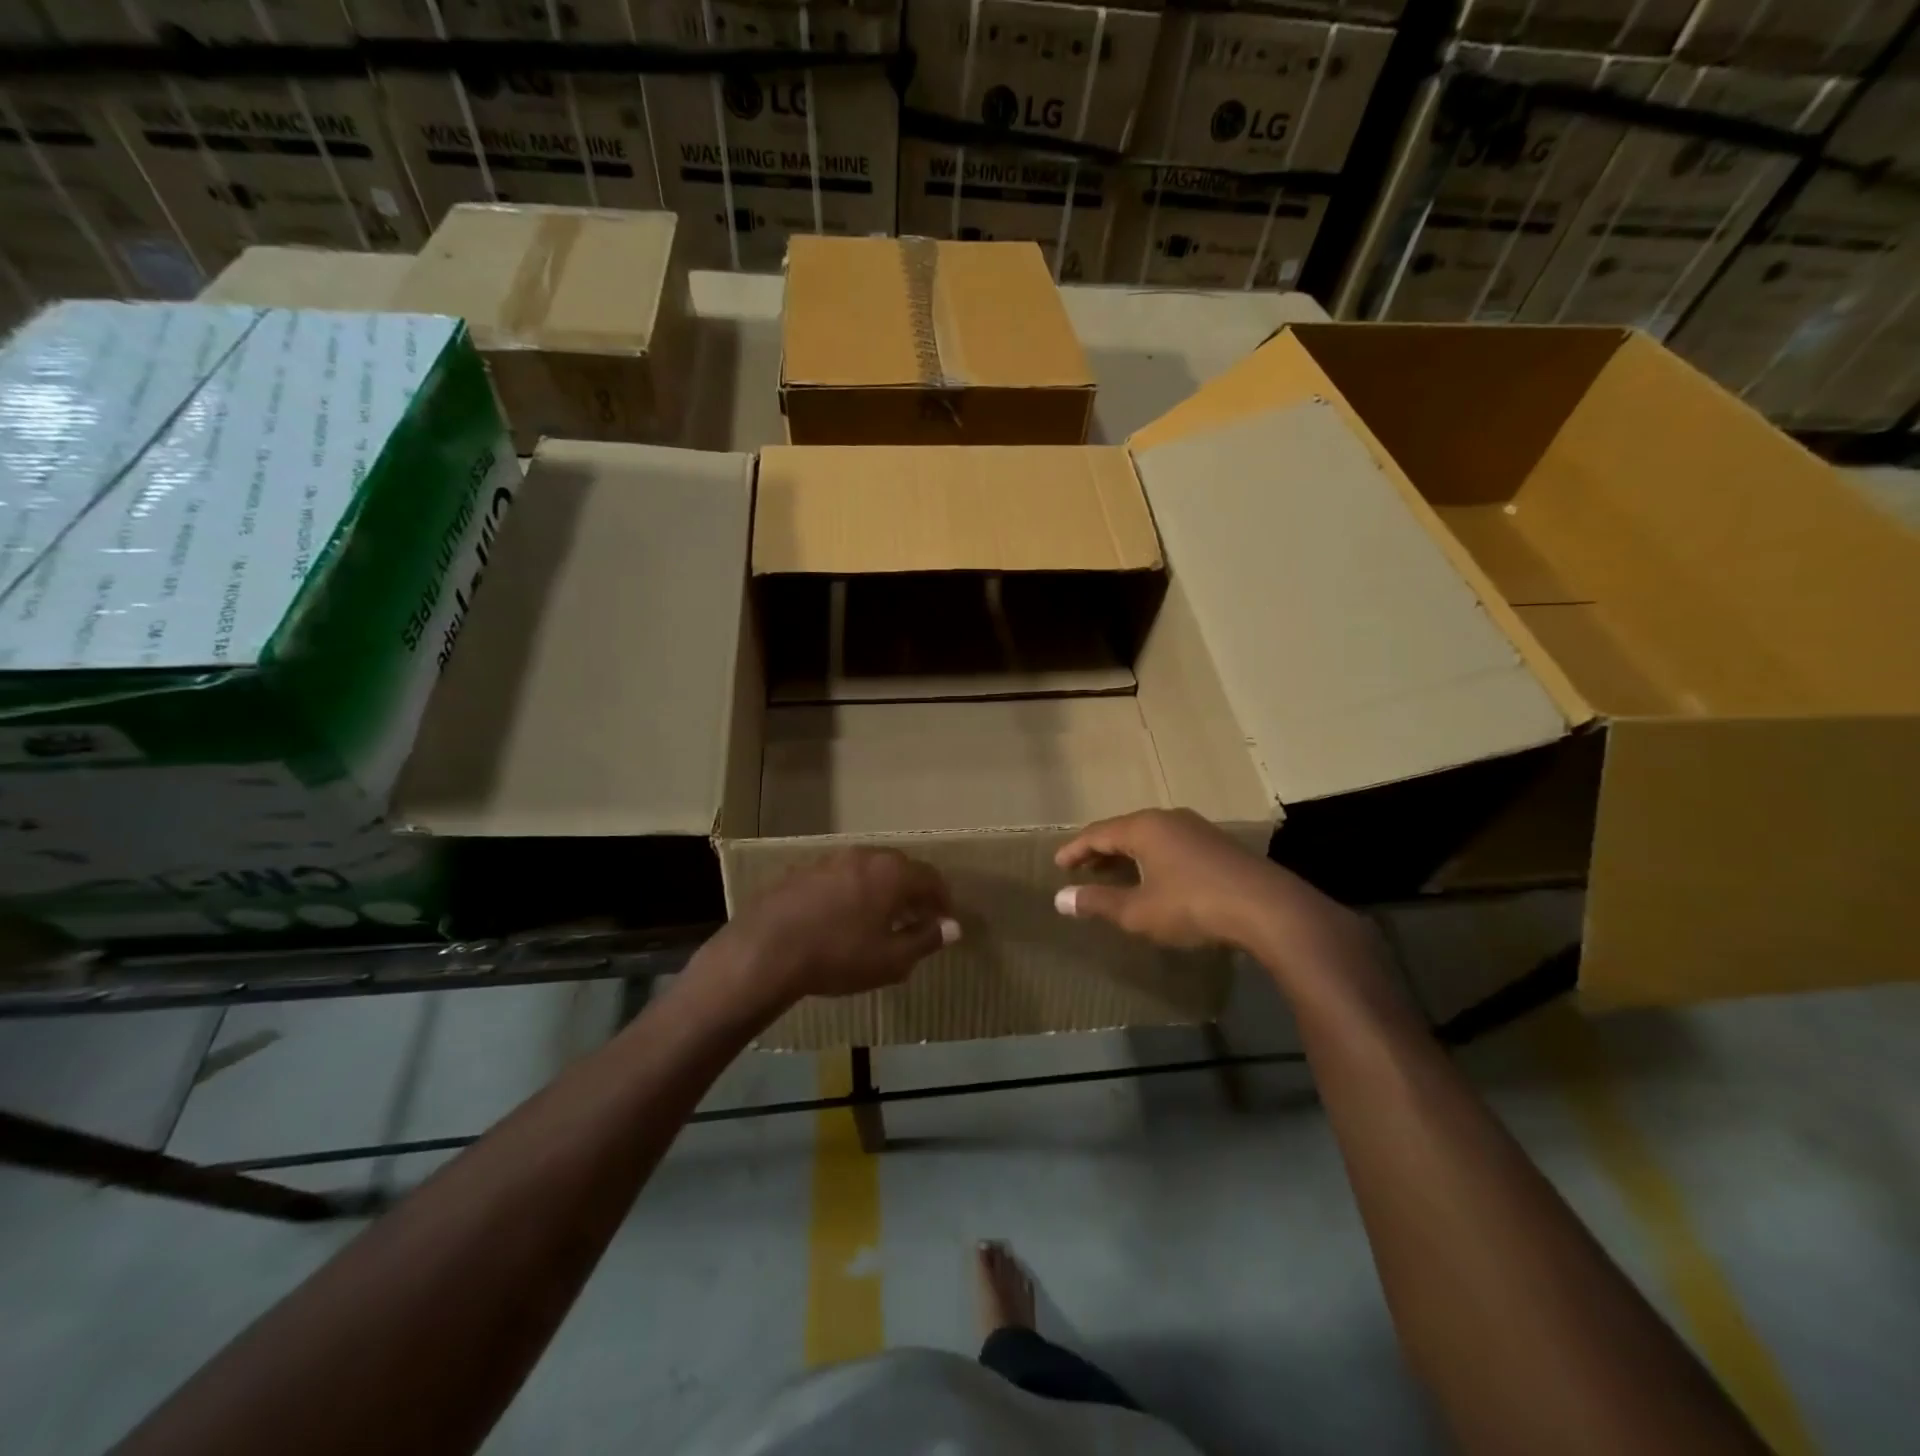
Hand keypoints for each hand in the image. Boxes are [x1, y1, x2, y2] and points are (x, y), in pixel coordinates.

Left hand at [730, 847, 959, 1005]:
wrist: (765, 951)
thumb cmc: (839, 956)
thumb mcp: (891, 959)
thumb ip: (925, 940)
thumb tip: (952, 927)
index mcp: (891, 872)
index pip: (930, 877)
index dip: (942, 899)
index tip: (945, 921)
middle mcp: (863, 856)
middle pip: (898, 868)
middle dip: (912, 892)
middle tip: (915, 919)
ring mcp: (828, 860)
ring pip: (865, 870)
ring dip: (879, 890)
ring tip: (878, 920)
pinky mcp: (800, 871)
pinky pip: (837, 878)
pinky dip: (849, 893)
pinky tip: (839, 918)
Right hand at [1054, 807, 1370, 955]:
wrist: (1267, 908)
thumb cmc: (1193, 906)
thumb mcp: (1139, 911)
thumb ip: (1098, 902)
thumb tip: (1061, 898)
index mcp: (1144, 828)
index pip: (1097, 833)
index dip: (1075, 850)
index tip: (1058, 864)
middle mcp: (1168, 819)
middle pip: (1123, 830)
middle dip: (1100, 850)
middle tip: (1081, 869)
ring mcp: (1197, 828)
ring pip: (1150, 836)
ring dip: (1127, 854)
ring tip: (1113, 873)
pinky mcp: (1218, 844)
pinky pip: (1171, 844)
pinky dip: (1151, 857)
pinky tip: (1154, 877)